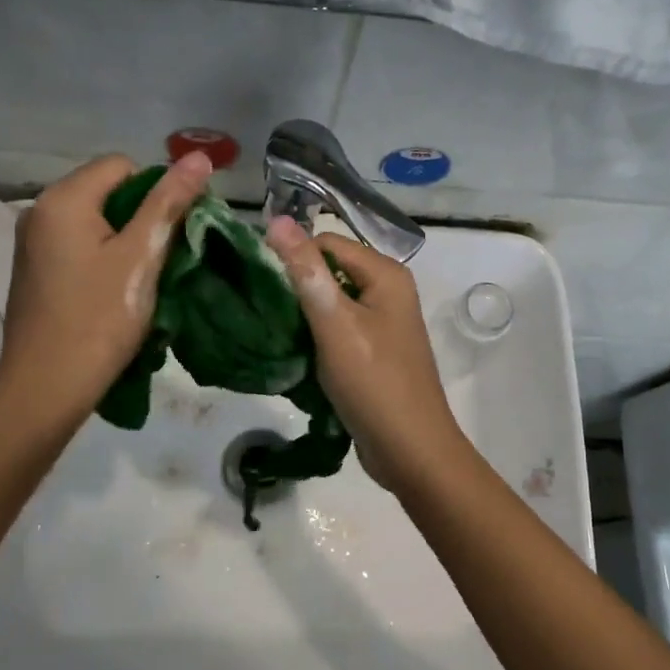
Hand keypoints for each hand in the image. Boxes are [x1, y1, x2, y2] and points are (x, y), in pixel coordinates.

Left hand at [0, 152, 212, 421]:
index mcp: (64, 199)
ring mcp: (34, 243)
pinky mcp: (36, 270)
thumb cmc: (99, 318)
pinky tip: (116, 292)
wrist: (46, 386)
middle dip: (142, 219)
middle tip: (163, 260)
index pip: (124, 166)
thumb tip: (199, 156)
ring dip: (126, 242)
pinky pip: (80, 246)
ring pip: (96, 222)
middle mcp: (40, 210)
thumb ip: (169, 203)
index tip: (172, 234)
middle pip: (108, 192)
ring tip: (143, 279)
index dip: (157, 193)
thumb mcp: (141, 257)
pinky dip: (104, 259)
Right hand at [264, 217, 473, 492]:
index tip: (259, 283)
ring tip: (275, 331)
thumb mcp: (335, 324)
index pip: (327, 242)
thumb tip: (278, 220)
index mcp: (386, 274)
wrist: (410, 449)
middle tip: (263, 310)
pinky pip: (340, 328)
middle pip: (330, 270)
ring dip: (305, 314)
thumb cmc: (373, 382)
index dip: (292, 257)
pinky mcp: (375, 350)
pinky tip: (297, 352)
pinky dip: (318, 336)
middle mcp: (389, 290)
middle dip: (297, 287)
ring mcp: (384, 322)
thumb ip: (306, 272)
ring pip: (333, 302)